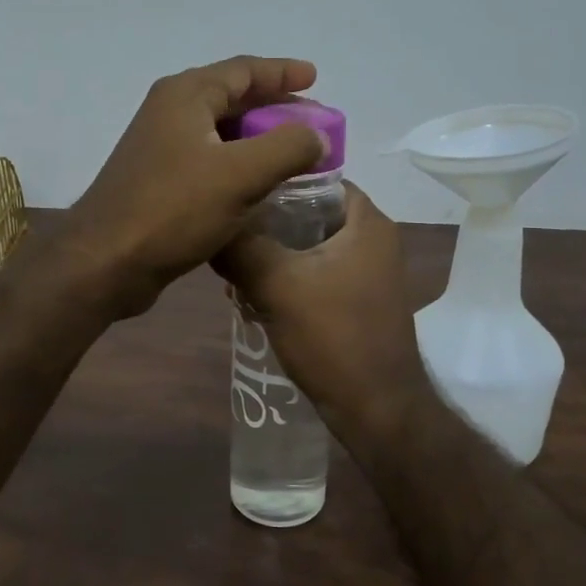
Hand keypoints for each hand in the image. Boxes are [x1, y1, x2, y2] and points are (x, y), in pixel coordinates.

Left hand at [61, 56, 326, 317]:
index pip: (243, 70)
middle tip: (312, 123)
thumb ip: (288, 147)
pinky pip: (208, 162)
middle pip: (231, 98)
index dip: (282, 72)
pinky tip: (258, 187)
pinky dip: (238, 166)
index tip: (315, 78)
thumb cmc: (173, 209)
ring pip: (220, 133)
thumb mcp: (241, 175)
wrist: (106, 262)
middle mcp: (169, 113)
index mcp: (186, 95)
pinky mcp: (157, 182)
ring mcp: (159, 148)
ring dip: (257, 140)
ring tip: (293, 155)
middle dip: (274, 107)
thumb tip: (317, 136)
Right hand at [213, 183, 434, 440]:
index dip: (276, 180)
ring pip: (307, 247)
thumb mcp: (277, 285)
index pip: (317, 177)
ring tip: (233, 270)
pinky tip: (252, 296)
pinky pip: (313, 275)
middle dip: (266, 225)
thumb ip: (240, 247)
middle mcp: (372, 240)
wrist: (376, 408)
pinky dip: (285, 279)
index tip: (236, 192)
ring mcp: (366, 273)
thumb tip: (208, 225)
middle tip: (228, 235)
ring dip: (271, 256)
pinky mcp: (355, 301)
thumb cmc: (333, 337)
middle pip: (308, 213)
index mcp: (366, 222)